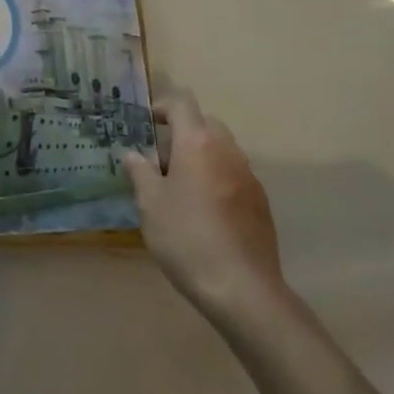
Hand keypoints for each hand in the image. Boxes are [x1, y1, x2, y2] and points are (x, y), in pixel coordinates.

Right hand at [123, 94, 282, 315]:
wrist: (242, 288)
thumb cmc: (186, 237)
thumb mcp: (150, 204)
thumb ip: (140, 172)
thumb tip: (133, 155)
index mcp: (197, 142)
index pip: (182, 104)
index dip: (162, 107)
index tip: (147, 123)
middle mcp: (227, 150)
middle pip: (205, 124)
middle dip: (183, 133)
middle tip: (161, 160)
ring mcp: (248, 176)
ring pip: (221, 150)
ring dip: (201, 157)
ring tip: (180, 188)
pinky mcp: (261, 202)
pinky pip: (234, 175)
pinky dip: (217, 179)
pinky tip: (205, 212)